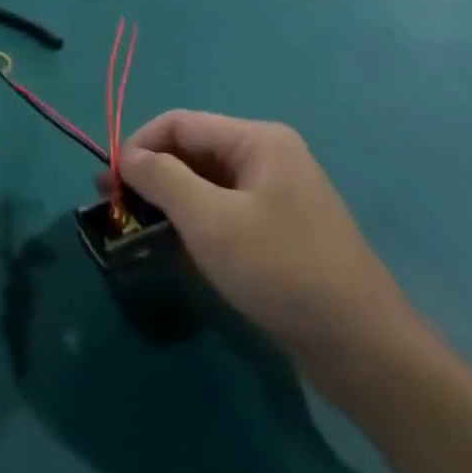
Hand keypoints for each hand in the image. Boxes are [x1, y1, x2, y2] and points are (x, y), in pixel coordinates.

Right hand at [113, 112, 419, 382]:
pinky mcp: (280, 228)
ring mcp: (277, 193)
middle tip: (113, 205)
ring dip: (168, 198)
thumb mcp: (209, 220)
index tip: (108, 184)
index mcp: (257, 140)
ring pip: (204, 181)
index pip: (178, 124)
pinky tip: (175, 243)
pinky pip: (223, 208)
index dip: (137, 146)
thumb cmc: (280, 270)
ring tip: (136, 225)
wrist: (363, 349)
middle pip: (191, 149)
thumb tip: (126, 156)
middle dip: (149, 173)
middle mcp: (268, 156)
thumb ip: (161, 178)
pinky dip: (193, 219)